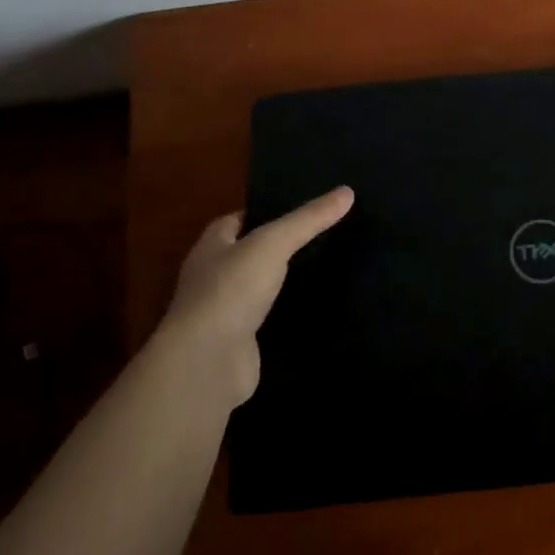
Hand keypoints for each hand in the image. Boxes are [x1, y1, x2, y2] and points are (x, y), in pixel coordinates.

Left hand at [162, 186, 353, 405]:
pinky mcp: (239, 342)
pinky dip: (287, 314)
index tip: (302, 209)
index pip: (236, 220)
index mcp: (212, 246)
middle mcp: (212, 276)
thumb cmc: (231, 290)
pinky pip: (268, 319)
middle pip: (249, 253)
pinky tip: (315, 308)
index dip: (265, 211)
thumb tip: (347, 192)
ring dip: (284, 281)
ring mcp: (224, 312)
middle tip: (323, 236)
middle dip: (279, 246)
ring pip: (259, 287)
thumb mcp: (273, 244)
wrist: (207, 362)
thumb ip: (308, 219)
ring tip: (326, 267)